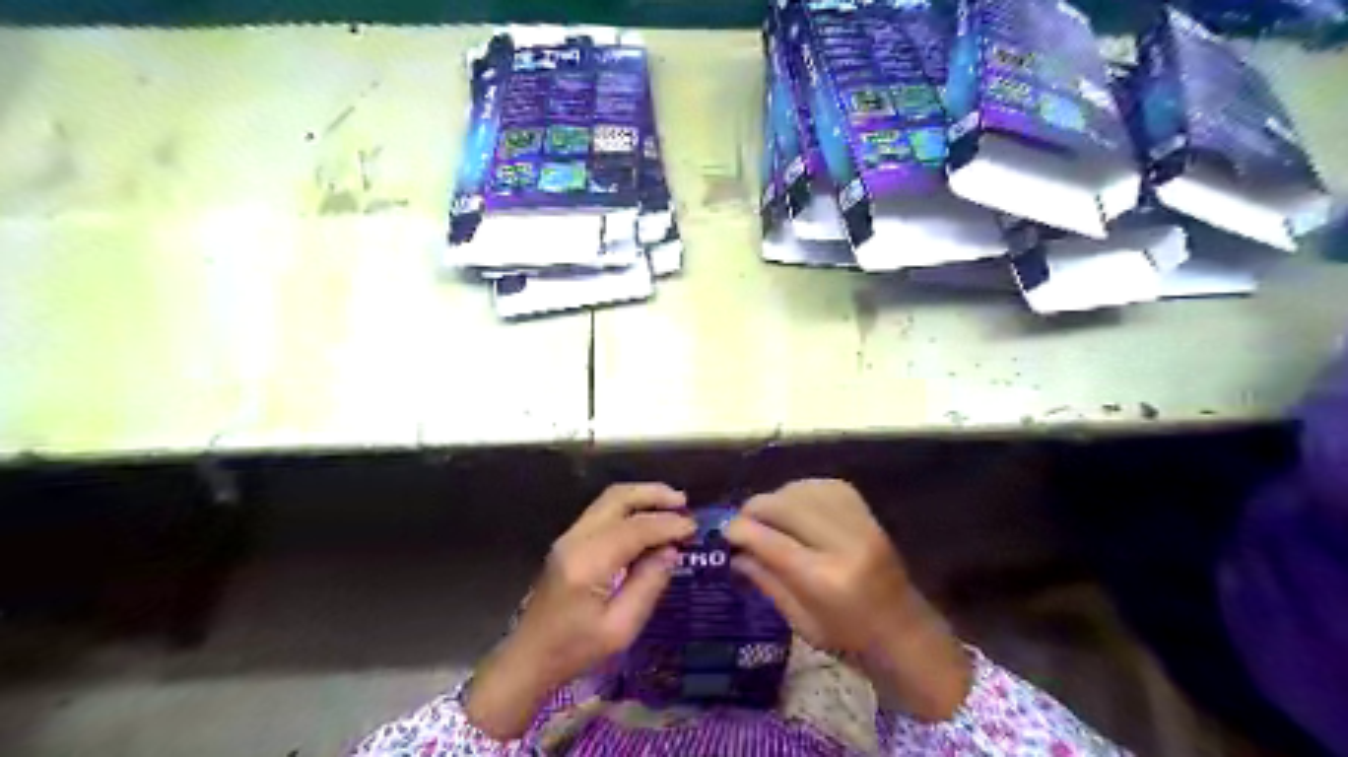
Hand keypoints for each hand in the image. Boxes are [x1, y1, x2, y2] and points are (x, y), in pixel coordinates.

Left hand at [466, 484, 693, 738]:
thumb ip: (648, 585)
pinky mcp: (568, 542)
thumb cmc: (575, 651)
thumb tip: (670, 551)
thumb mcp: (621, 629)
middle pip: (618, 498)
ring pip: (609, 499)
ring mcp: (569, 537)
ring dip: (642, 497)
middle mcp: (576, 540)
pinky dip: (629, 508)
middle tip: (684, 503)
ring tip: (672, 505)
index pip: (635, 528)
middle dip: (653, 494)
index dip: (667, 525)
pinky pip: (603, 511)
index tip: (693, 528)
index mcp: (589, 563)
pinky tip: (648, 520)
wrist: (529, 658)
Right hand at [726, 478, 968, 721]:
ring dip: (777, 498)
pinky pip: (824, 486)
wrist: (905, 628)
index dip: (741, 530)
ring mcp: (860, 523)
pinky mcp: (868, 512)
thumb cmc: (849, 637)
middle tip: (742, 520)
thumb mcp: (800, 622)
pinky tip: (794, 506)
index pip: (771, 541)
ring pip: (803, 490)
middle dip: (755, 508)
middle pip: (785, 506)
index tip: (724, 530)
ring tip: (768, 515)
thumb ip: (766, 581)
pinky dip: (801, 491)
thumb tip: (735, 552)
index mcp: (826, 580)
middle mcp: (844, 544)